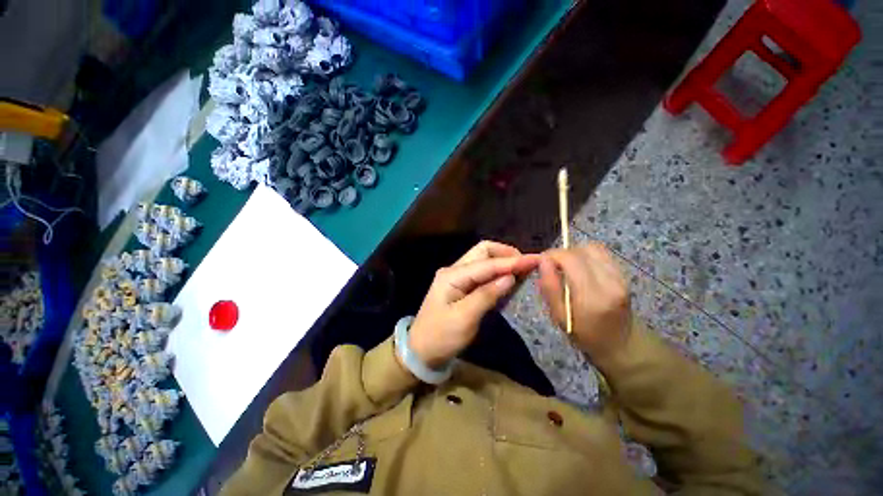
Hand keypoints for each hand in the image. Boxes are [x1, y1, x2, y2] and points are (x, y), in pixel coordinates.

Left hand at [408, 241, 539, 367]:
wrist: (421, 350)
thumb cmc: (441, 337)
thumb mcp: (464, 318)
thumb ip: (486, 295)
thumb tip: (510, 277)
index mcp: (452, 275)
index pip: (487, 263)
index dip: (511, 261)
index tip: (535, 260)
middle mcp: (454, 270)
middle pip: (483, 251)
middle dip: (506, 254)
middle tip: (527, 264)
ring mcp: (456, 277)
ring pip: (483, 259)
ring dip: (502, 261)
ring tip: (522, 268)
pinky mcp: (460, 286)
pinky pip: (481, 272)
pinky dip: (496, 272)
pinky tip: (508, 278)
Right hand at [538, 242, 631, 370]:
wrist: (622, 344)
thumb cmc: (584, 334)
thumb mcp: (559, 316)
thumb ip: (550, 286)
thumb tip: (542, 260)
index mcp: (591, 296)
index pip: (570, 258)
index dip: (552, 254)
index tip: (542, 262)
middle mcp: (610, 282)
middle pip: (582, 250)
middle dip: (562, 253)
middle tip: (552, 265)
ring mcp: (621, 277)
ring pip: (593, 248)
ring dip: (575, 252)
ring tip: (566, 266)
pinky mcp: (624, 274)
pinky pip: (602, 253)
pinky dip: (586, 255)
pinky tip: (580, 268)